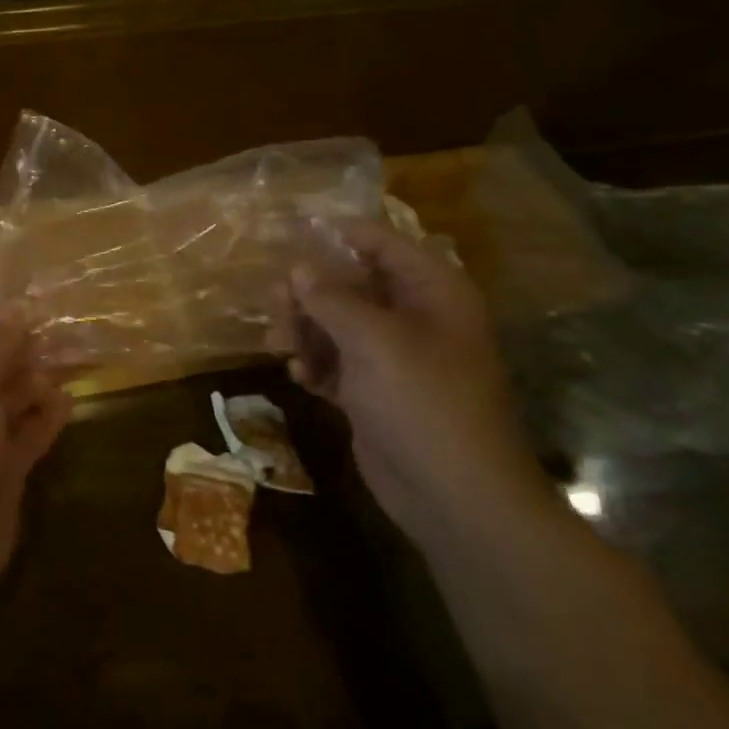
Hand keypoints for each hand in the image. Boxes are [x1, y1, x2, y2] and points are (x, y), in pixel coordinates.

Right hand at [272, 223, 553, 551]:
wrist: (454, 496)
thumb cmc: (422, 401)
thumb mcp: (374, 340)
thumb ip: (332, 299)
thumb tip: (299, 269)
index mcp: (431, 292)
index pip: (381, 244)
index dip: (338, 235)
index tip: (290, 232)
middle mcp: (414, 318)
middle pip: (352, 285)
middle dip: (311, 292)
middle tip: (275, 301)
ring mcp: (394, 358)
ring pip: (337, 325)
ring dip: (305, 331)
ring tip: (278, 343)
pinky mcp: (374, 393)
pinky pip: (336, 363)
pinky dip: (315, 365)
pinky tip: (299, 375)